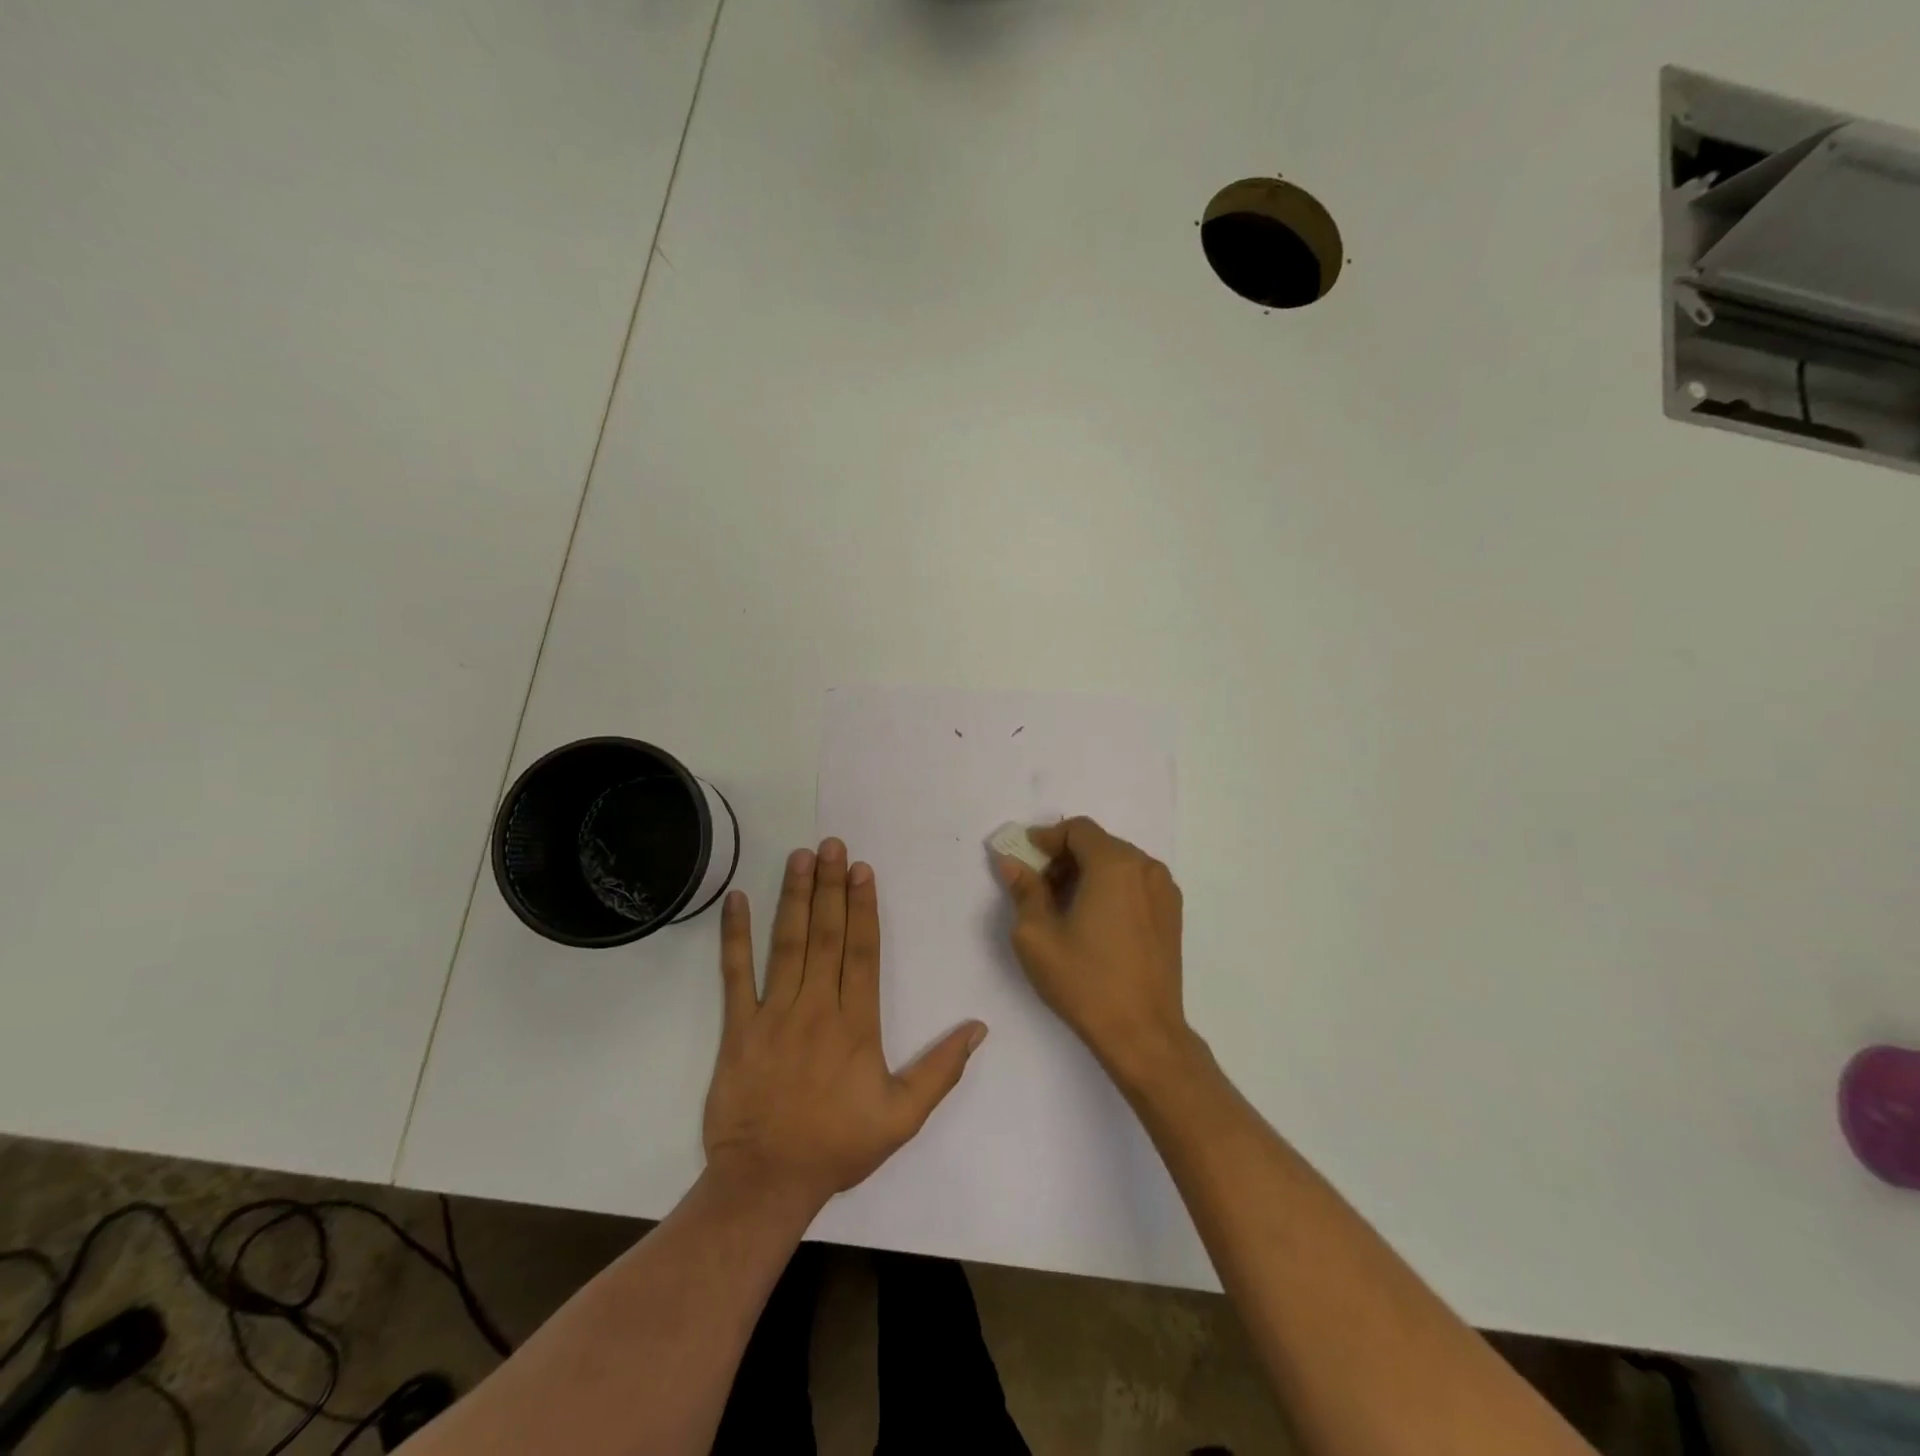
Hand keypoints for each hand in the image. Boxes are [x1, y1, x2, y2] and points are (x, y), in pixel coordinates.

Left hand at [703, 839, 987, 1215]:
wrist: (766, 1182)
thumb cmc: (837, 1145)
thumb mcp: (903, 1117)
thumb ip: (941, 1070)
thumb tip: (979, 1028)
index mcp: (855, 1024)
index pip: (862, 952)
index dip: (863, 907)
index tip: (862, 869)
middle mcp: (816, 1008)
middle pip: (826, 935)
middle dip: (831, 886)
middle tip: (831, 844)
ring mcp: (773, 1014)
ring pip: (787, 944)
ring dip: (794, 897)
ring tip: (799, 857)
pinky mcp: (738, 1028)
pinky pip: (735, 975)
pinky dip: (735, 936)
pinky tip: (737, 900)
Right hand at [994, 817, 1192, 1086]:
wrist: (1143, 1033)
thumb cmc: (1085, 981)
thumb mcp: (1037, 935)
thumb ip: (1024, 890)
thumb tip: (1012, 862)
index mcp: (1115, 864)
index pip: (1077, 829)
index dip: (1047, 838)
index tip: (1024, 858)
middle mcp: (1146, 867)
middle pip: (1098, 843)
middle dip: (1065, 856)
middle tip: (1038, 885)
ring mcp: (1164, 890)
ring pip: (1118, 863)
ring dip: (1088, 872)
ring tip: (1063, 906)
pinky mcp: (1172, 914)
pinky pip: (1135, 883)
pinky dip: (1110, 887)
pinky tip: (1093, 920)